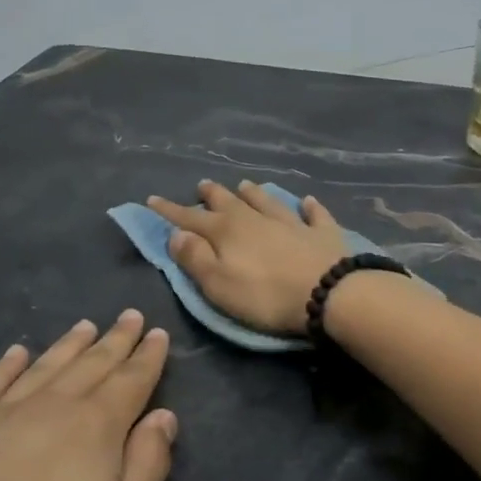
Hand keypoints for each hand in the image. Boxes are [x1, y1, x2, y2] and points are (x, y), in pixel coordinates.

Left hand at [0, 311, 176, 480]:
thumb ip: (149, 464)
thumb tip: (164, 416)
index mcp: (96, 425)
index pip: (131, 380)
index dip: (148, 356)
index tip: (158, 333)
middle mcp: (53, 405)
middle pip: (92, 363)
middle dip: (115, 339)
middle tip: (130, 315)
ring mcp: (3, 411)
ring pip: (46, 365)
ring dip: (69, 343)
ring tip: (86, 325)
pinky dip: (7, 364)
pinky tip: (16, 352)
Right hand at [146, 180, 349, 333]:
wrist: (328, 292)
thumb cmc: (265, 296)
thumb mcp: (218, 285)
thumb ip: (195, 259)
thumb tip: (176, 234)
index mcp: (226, 232)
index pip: (190, 218)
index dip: (170, 211)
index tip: (152, 200)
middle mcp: (256, 219)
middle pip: (229, 202)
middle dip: (212, 195)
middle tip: (202, 185)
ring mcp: (291, 222)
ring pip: (266, 201)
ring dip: (253, 193)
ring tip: (244, 184)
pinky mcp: (321, 233)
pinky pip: (313, 214)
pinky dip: (308, 207)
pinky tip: (307, 201)